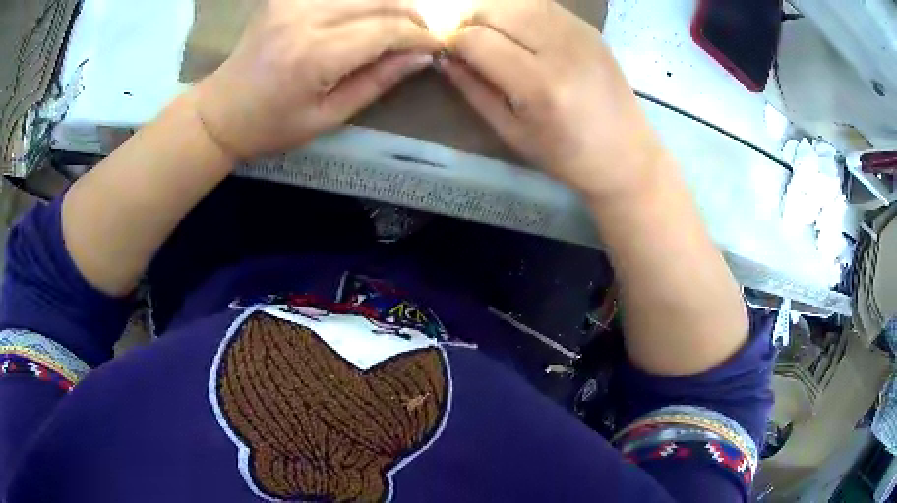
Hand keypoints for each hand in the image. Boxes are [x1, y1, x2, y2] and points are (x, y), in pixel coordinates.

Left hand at [195, 0, 440, 159]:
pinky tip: (365, 16)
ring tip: (398, 25)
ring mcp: (292, 2)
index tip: (435, 46)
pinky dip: (360, 1)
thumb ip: (376, 82)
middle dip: (411, 14)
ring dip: (389, 4)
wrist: (220, 111)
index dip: (419, 35)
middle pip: (380, 0)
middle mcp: (305, 18)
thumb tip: (421, 56)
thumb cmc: (271, 126)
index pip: (387, 29)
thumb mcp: (328, 117)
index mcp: (315, 55)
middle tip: (421, 34)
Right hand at [439, 0, 664, 199]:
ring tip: (492, 35)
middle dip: (469, 22)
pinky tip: (520, 32)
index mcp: (540, 85)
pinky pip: (541, 5)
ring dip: (493, 13)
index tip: (450, 54)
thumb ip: (474, 90)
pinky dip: (519, 12)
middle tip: (468, 43)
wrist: (627, 154)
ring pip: (516, 1)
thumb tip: (444, 58)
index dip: (453, 43)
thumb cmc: (567, 155)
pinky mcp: (589, 28)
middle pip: (493, 10)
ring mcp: (579, 33)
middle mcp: (560, 49)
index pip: (475, 39)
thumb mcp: (512, 132)